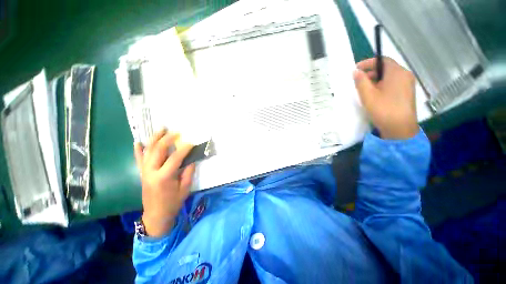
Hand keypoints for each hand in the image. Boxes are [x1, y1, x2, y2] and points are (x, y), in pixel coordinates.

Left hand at [134, 129, 194, 237]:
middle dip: (167, 139)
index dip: (184, 148)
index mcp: (164, 177)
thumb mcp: (185, 188)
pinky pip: (139, 159)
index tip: (191, 141)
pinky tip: (138, 142)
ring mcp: (145, 172)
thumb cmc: (173, 203)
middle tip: (176, 132)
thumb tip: (191, 159)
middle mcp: (151, 172)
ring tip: (161, 129)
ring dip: (154, 139)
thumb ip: (188, 172)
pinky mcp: (142, 173)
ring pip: (148, 151)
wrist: (156, 215)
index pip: (175, 158)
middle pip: (158, 150)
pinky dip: (138, 150)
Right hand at [353, 57, 418, 139]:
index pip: (382, 60)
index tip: (356, 69)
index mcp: (397, 73)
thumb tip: (356, 71)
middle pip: (387, 68)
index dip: (369, 63)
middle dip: (371, 72)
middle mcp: (405, 75)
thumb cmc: (383, 109)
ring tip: (365, 89)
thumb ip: (361, 81)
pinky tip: (375, 95)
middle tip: (359, 81)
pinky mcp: (407, 93)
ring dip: (376, 80)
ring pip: (390, 77)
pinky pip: (394, 84)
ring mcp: (407, 85)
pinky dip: (383, 85)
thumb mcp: (368, 95)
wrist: (400, 128)